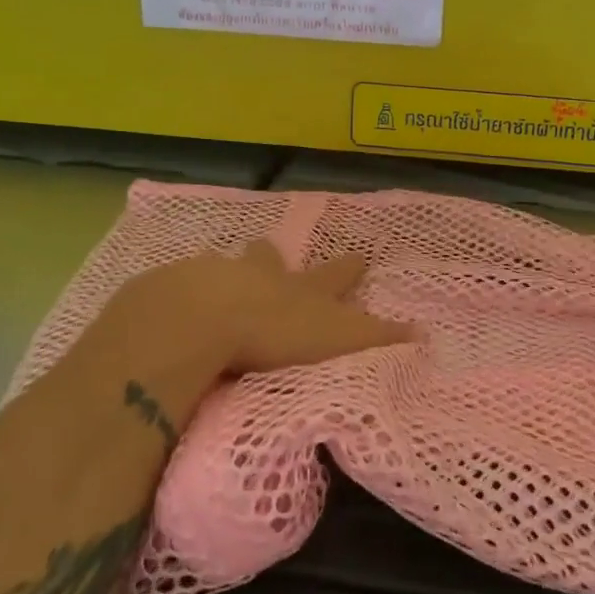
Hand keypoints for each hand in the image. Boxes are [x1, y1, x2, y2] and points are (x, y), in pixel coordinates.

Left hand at [110, 240, 410, 378]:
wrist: (201, 318)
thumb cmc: (276, 331)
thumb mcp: (337, 339)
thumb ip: (377, 337)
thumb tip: (423, 331)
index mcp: (299, 289)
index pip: (334, 276)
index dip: (349, 269)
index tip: (361, 256)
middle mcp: (259, 275)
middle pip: (270, 260)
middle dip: (273, 259)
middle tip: (267, 254)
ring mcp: (213, 277)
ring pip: (223, 268)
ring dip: (226, 274)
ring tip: (217, 282)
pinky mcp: (171, 290)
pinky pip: (179, 288)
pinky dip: (182, 295)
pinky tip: (174, 307)